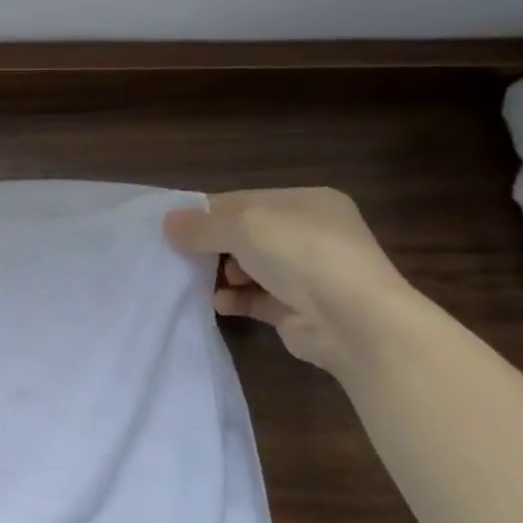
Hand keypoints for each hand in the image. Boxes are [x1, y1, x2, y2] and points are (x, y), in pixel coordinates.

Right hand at [164, 188, 411, 372]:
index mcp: (307, 202)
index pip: (245, 200)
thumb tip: (167, 223)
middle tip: (180, 255)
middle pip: (246, 234)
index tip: (173, 227)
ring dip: (223, 274)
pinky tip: (220, 304)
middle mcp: (311, 233)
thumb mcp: (244, 227)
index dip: (207, 212)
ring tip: (198, 281)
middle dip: (213, 245)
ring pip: (251, 267)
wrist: (355, 323)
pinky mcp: (301, 309)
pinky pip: (257, 299)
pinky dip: (236, 299)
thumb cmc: (302, 256)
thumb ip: (202, 225)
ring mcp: (309, 273)